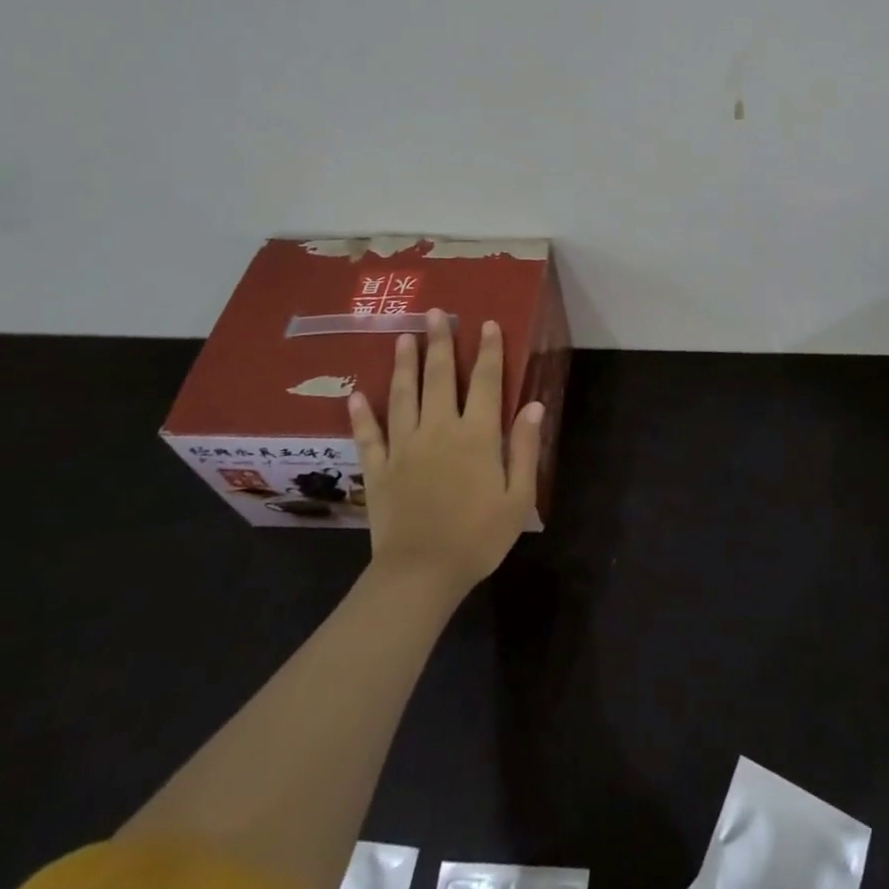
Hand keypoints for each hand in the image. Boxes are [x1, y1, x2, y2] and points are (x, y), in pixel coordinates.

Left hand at [346, 309, 543, 594]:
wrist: (421, 575)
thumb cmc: (478, 537)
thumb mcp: (519, 497)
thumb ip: (525, 448)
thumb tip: (533, 405)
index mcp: (477, 436)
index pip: (486, 382)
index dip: (489, 351)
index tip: (486, 324)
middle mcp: (439, 430)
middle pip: (440, 378)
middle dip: (440, 343)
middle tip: (435, 313)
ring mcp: (404, 448)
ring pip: (403, 396)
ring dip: (404, 364)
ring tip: (403, 336)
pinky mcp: (379, 470)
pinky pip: (368, 435)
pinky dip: (360, 414)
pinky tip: (355, 394)